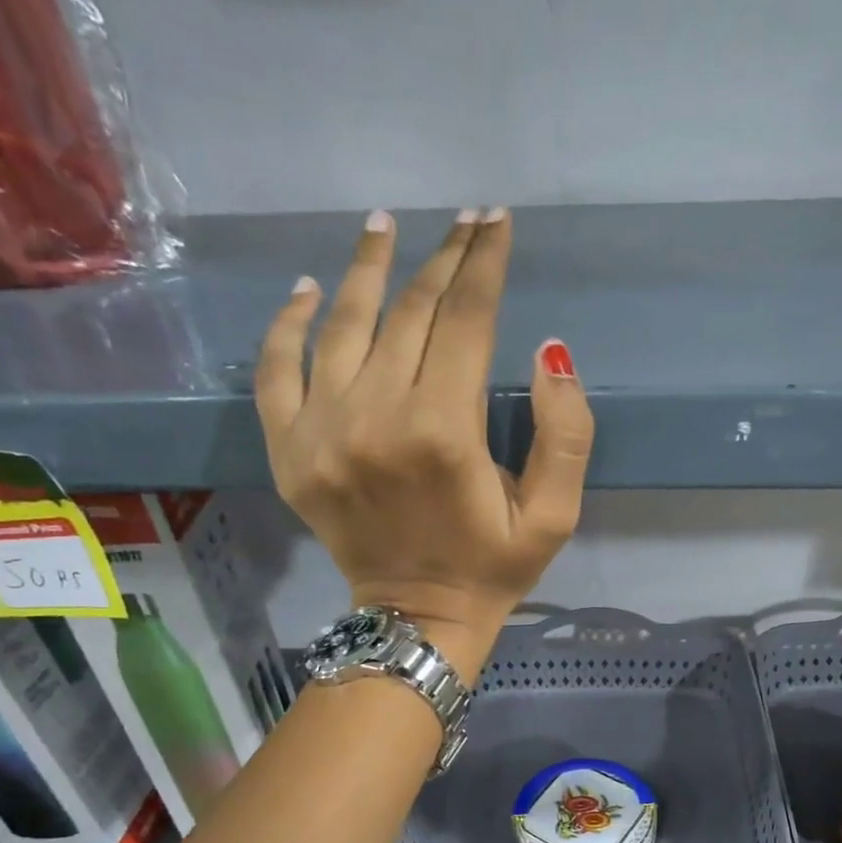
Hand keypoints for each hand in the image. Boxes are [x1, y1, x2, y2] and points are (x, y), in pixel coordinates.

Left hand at [255, 208, 594, 680]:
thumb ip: (565, 435)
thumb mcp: (553, 517)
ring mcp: (320, 433)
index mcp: (442, 433)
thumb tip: (549, 349)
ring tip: (384, 226)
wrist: (416, 621)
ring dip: (367, 270)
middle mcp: (373, 418)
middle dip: (441, 260)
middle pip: (407, 313)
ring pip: (343, 325)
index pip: (464, 321)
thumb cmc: (492, 569)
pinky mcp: (288, 453)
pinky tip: (309, 290)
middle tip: (462, 222)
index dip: (484, 264)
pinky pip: (276, 370)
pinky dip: (288, 324)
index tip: (496, 221)